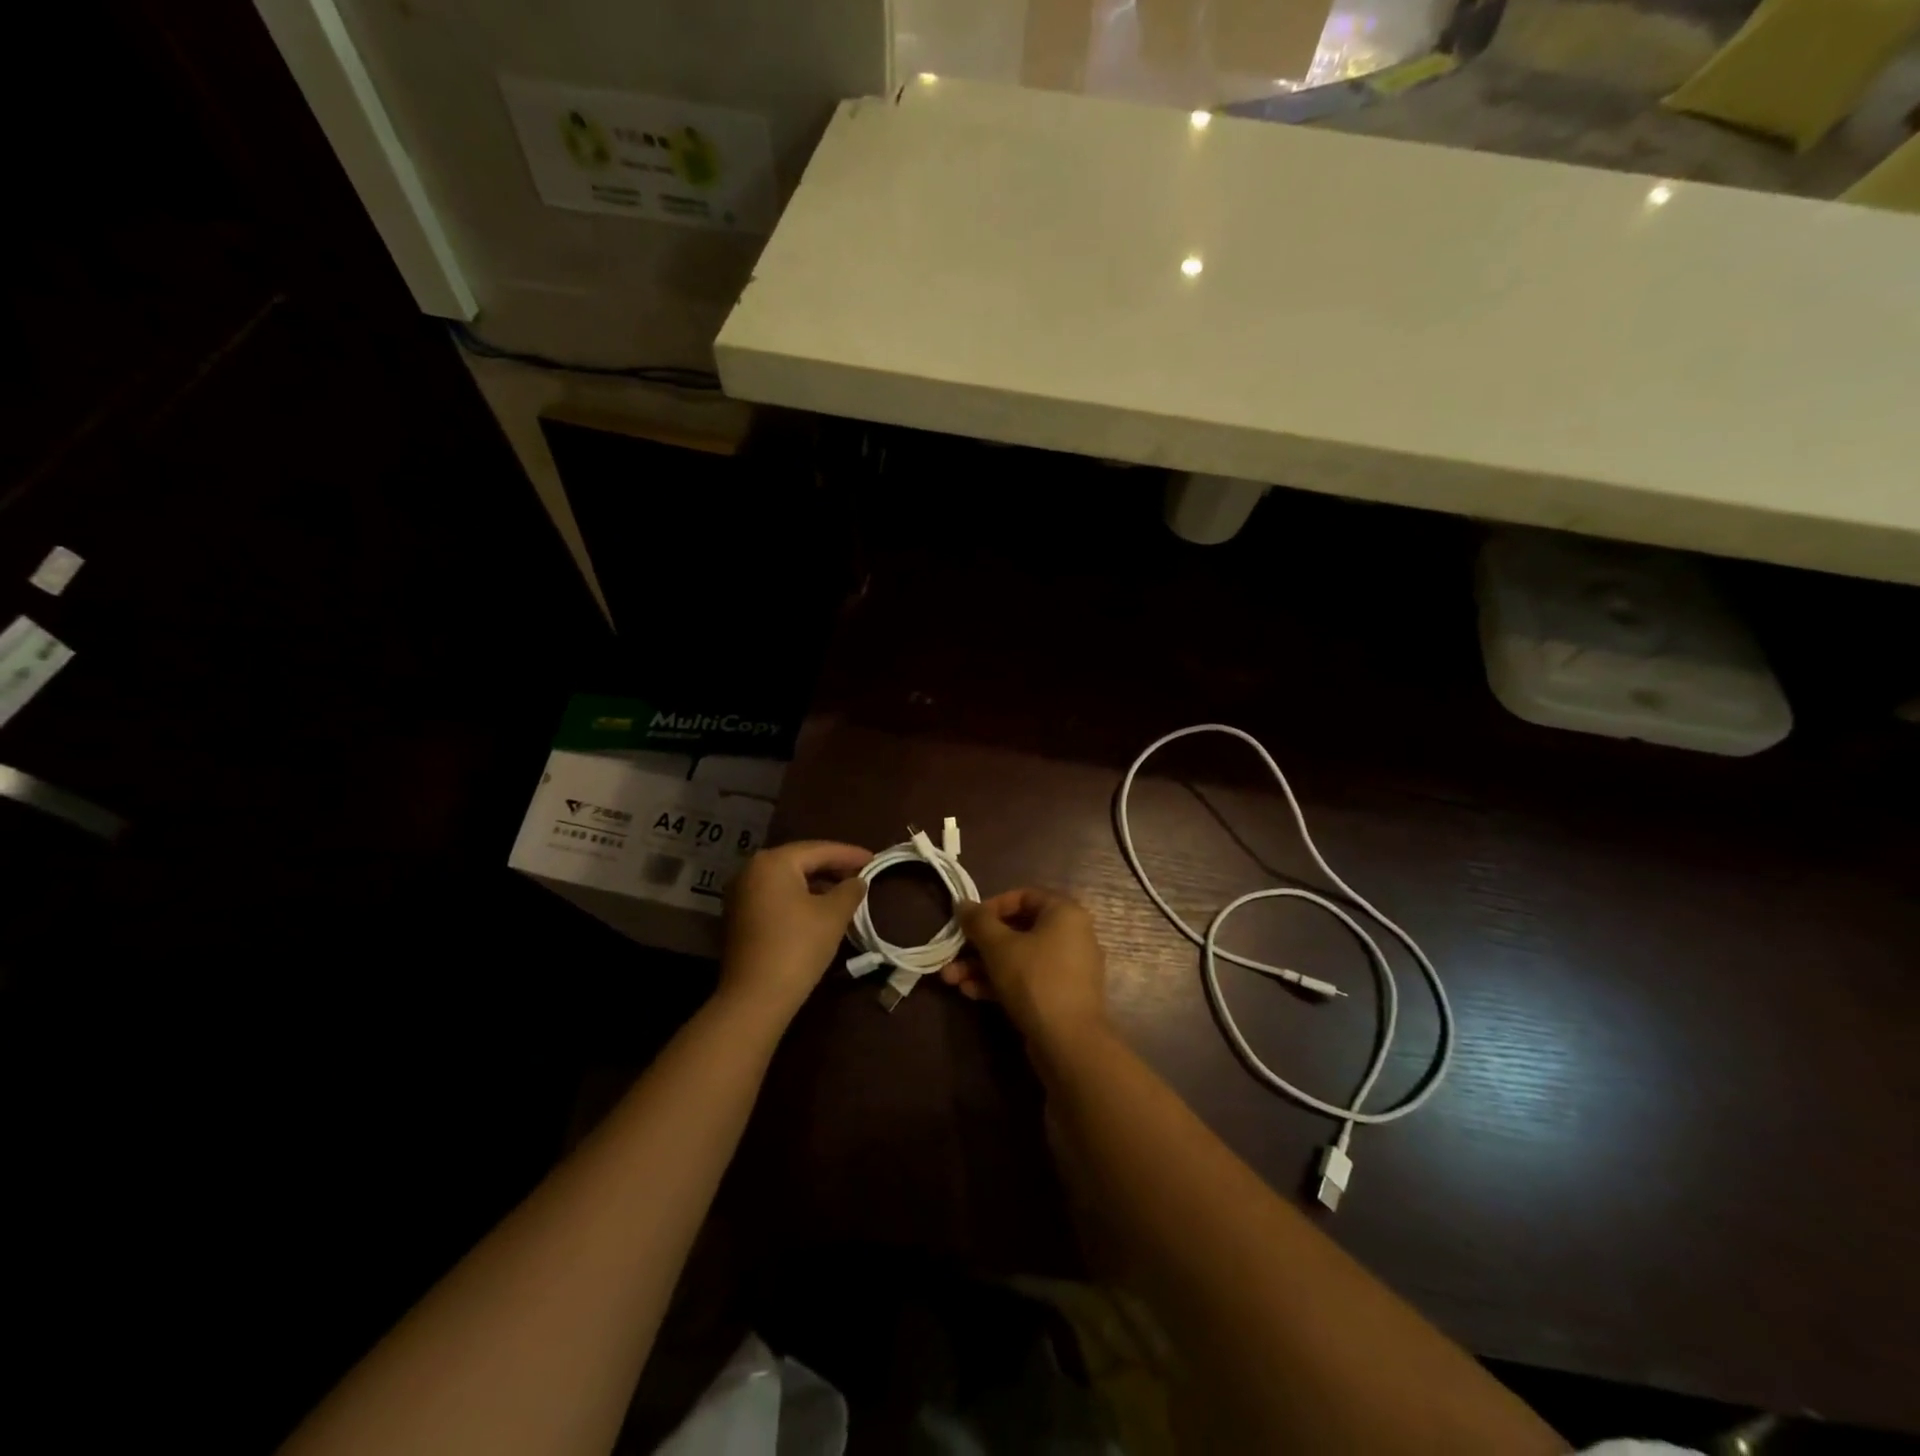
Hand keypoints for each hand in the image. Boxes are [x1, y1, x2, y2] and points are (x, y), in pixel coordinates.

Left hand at [722, 841, 871, 1018]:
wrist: (755, 998)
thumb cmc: (798, 947)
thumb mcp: (833, 915)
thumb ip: (850, 890)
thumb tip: (857, 881)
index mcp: (773, 862)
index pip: (819, 849)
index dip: (850, 854)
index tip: (874, 859)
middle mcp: (751, 870)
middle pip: (800, 861)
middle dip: (832, 867)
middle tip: (860, 873)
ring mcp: (740, 894)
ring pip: (787, 879)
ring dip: (816, 883)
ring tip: (844, 891)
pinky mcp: (738, 917)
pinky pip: (775, 896)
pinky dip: (799, 897)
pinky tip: (819, 908)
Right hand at [947, 888, 1108, 1048]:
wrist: (1069, 1043)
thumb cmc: (1035, 980)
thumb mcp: (999, 947)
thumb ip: (978, 922)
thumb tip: (963, 903)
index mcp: (1064, 913)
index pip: (1023, 896)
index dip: (991, 906)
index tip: (968, 922)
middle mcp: (1071, 935)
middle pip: (1017, 930)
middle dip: (979, 945)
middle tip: (952, 955)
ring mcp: (1067, 968)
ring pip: (1019, 958)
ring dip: (983, 966)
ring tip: (951, 979)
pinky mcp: (1060, 996)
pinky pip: (1027, 979)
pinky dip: (1000, 982)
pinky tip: (970, 993)